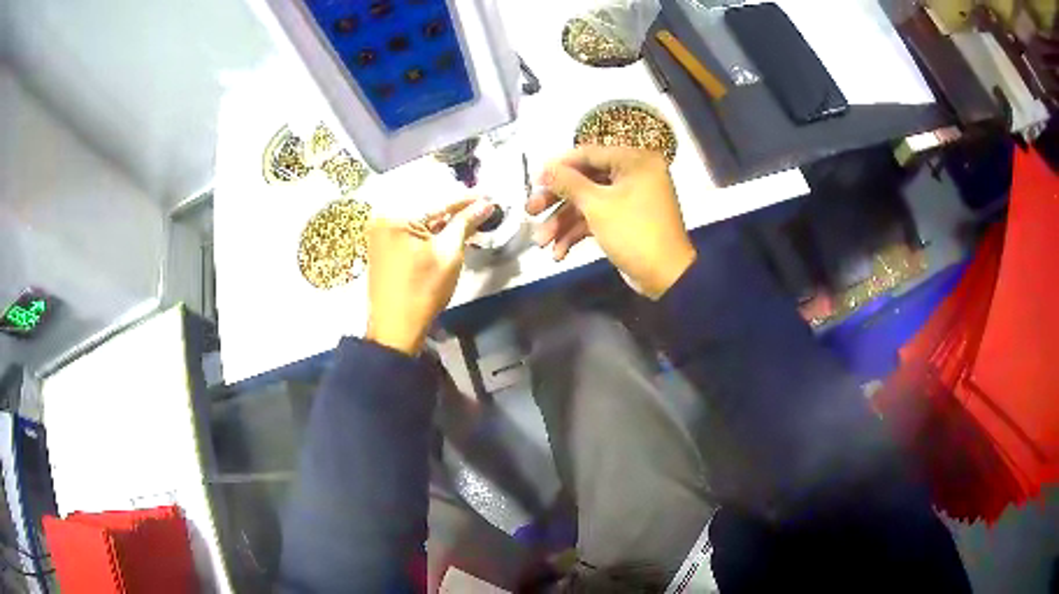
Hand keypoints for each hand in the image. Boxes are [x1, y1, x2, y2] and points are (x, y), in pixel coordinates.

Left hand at [365, 198, 494, 354]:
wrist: (395, 329)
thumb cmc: (423, 291)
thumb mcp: (449, 254)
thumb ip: (465, 223)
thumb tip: (486, 204)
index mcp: (395, 217)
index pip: (437, 200)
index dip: (466, 198)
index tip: (489, 194)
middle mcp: (383, 217)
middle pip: (426, 205)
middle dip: (454, 205)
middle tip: (482, 204)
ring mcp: (380, 231)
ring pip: (418, 216)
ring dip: (443, 217)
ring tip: (470, 215)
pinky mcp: (382, 244)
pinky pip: (410, 228)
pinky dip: (429, 228)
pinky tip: (450, 227)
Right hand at [527, 146, 696, 299]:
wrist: (665, 277)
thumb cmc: (634, 233)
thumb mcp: (597, 206)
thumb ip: (568, 183)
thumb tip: (544, 168)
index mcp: (634, 161)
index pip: (588, 154)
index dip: (558, 167)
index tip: (533, 180)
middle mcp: (633, 174)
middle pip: (584, 180)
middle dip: (556, 201)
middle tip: (530, 211)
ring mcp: (629, 198)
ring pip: (587, 202)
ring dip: (562, 223)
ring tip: (541, 243)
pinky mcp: (624, 220)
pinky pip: (597, 218)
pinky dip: (578, 233)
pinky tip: (559, 253)